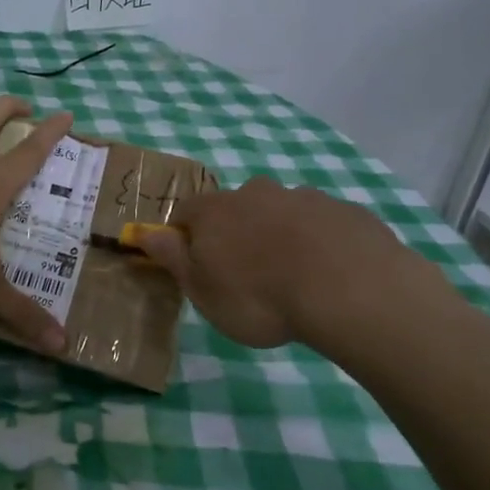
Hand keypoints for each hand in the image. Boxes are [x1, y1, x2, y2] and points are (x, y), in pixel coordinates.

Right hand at [137, 177, 451, 349]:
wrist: (348, 289)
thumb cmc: (259, 297)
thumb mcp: (202, 290)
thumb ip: (172, 258)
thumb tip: (142, 232)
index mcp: (216, 210)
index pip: (187, 213)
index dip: (187, 237)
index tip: (197, 266)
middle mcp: (256, 192)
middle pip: (237, 208)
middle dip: (237, 232)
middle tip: (249, 275)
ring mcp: (304, 197)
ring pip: (282, 212)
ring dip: (281, 235)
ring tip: (294, 277)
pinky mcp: (345, 211)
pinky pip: (322, 225)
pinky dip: (319, 242)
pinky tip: (330, 275)